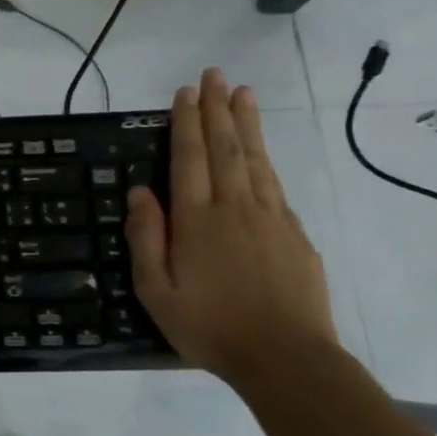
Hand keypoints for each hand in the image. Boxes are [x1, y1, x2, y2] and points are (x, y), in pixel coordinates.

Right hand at [124, 68, 338, 387]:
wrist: (288, 360)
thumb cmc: (210, 327)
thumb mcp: (156, 290)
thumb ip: (147, 238)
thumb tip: (140, 192)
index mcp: (197, 219)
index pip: (189, 158)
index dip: (186, 123)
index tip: (186, 92)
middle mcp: (234, 207)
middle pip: (225, 148)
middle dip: (217, 109)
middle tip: (215, 75)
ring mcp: (270, 218)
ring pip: (255, 160)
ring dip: (246, 124)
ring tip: (243, 93)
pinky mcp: (295, 235)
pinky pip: (275, 186)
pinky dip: (265, 160)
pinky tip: (260, 151)